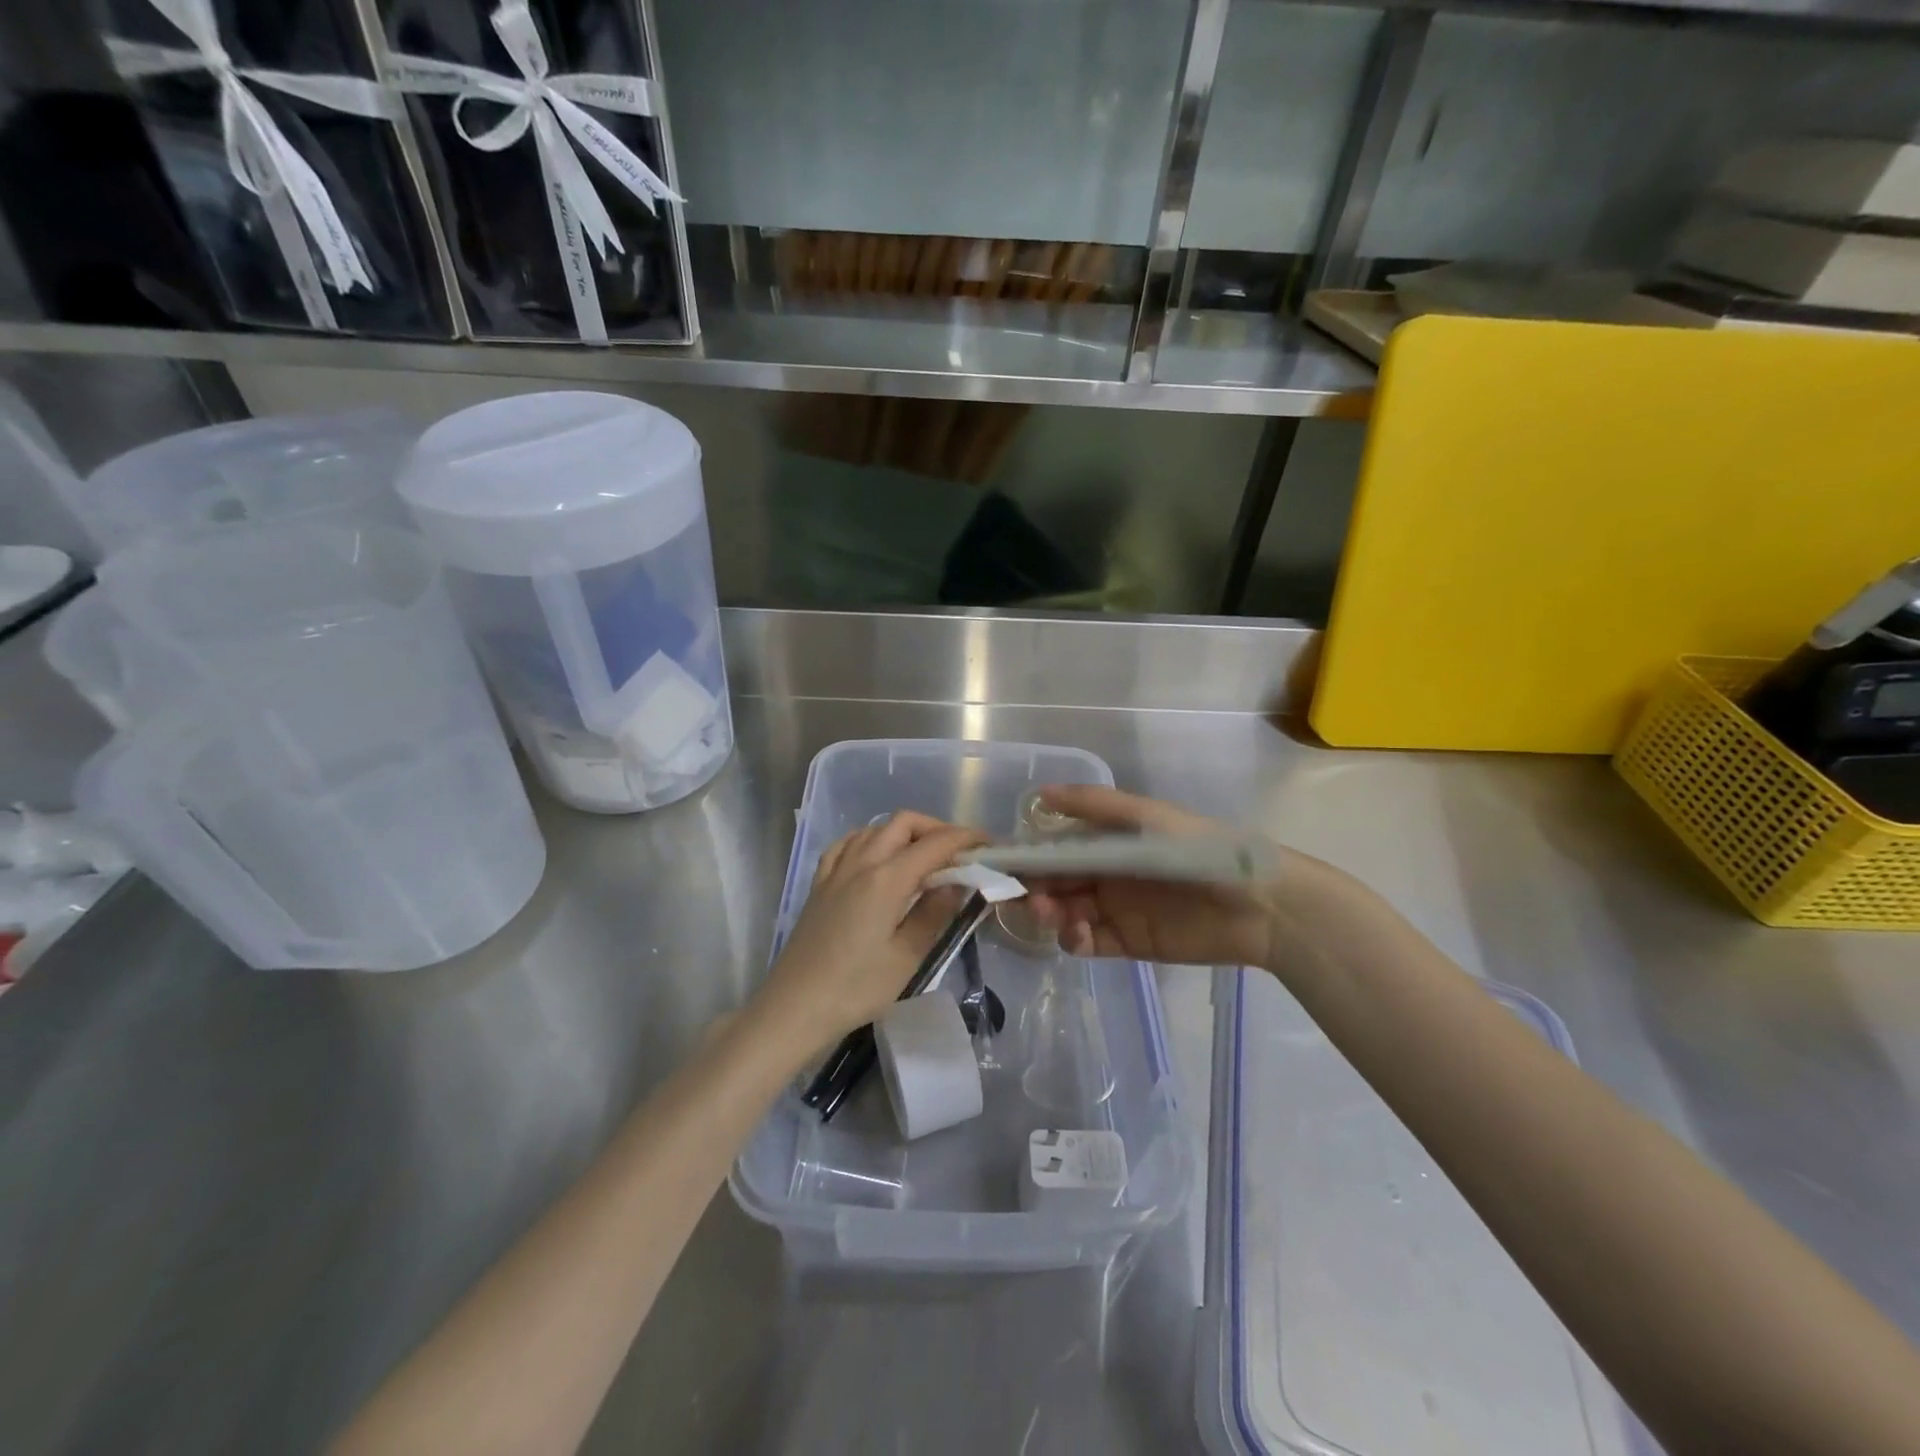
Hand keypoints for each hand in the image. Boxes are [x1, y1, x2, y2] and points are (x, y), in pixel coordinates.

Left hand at [752, 811, 985, 1058]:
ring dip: (906, 832)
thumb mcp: (907, 956)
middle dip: (937, 829)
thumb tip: (958, 882)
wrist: (794, 1007)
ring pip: (876, 828)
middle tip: (960, 853)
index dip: (965, 839)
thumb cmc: (856, 988)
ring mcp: (836, 870)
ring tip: (926, 858)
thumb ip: (935, 913)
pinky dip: (872, 839)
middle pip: (904, 823)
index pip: (934, 844)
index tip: (989, 845)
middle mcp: (860, 863)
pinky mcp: (820, 883)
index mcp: (886, 879)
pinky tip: (879, 858)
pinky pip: (849, 843)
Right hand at [1022, 785, 1343, 970]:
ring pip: (1066, 913)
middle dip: (1034, 888)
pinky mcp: (1129, 943)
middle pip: (1055, 883)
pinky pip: (1089, 943)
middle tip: (1026, 896)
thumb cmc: (1197, 850)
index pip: (1055, 849)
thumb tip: (1040, 793)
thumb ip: (1094, 806)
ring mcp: (1115, 910)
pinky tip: (1078, 934)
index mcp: (1106, 842)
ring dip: (1051, 914)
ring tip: (1055, 914)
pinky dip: (1074, 940)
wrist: (1256, 903)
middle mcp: (1105, 875)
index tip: (1001, 865)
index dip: (1028, 856)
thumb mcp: (1146, 817)